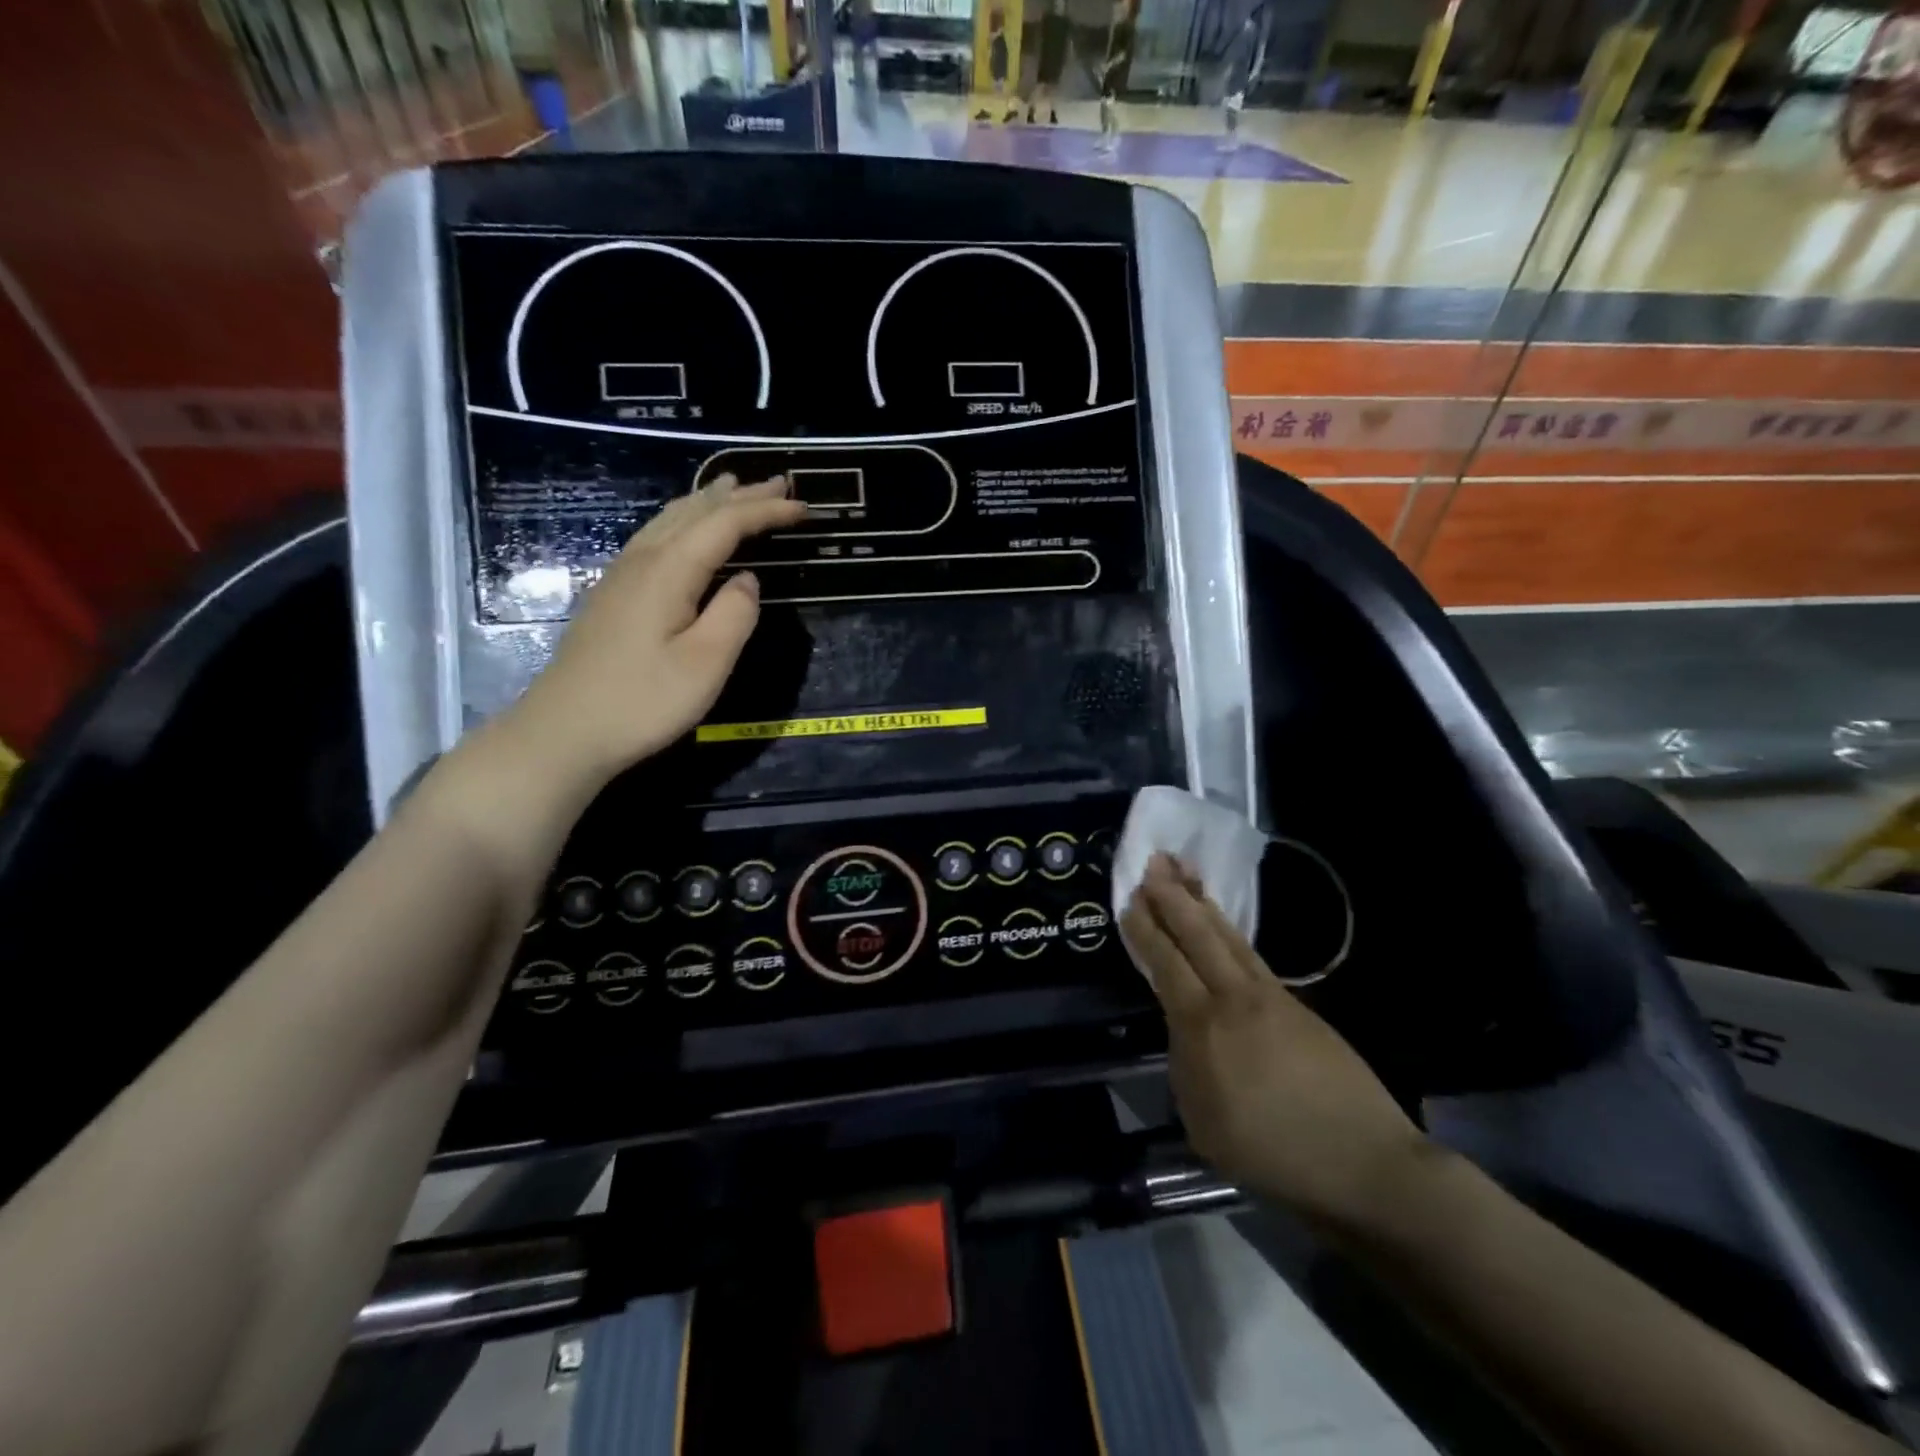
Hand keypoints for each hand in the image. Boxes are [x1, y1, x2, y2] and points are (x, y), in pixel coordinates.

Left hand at [505, 475, 806, 787]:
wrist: (564, 731)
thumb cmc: (643, 701)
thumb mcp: (706, 664)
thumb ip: (735, 614)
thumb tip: (748, 580)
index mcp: (670, 570)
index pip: (725, 524)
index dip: (766, 512)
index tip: (804, 508)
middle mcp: (643, 559)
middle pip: (695, 511)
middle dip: (741, 496)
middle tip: (779, 483)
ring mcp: (621, 575)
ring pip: (670, 519)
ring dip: (708, 501)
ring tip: (734, 488)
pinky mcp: (613, 594)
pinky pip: (656, 536)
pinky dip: (684, 520)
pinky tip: (686, 529)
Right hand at [1122, 854, 1426, 1228]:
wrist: (1364, 1162)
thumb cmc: (1273, 1153)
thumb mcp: (1203, 1124)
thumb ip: (1185, 1068)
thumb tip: (1184, 1033)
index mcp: (1203, 1027)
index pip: (1165, 964)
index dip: (1145, 929)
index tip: (1130, 898)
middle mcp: (1234, 998)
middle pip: (1198, 934)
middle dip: (1172, 896)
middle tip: (1154, 861)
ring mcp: (1271, 997)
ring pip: (1228, 937)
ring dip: (1203, 903)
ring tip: (1186, 873)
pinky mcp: (1298, 1005)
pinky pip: (1252, 956)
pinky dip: (1231, 932)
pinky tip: (1224, 928)